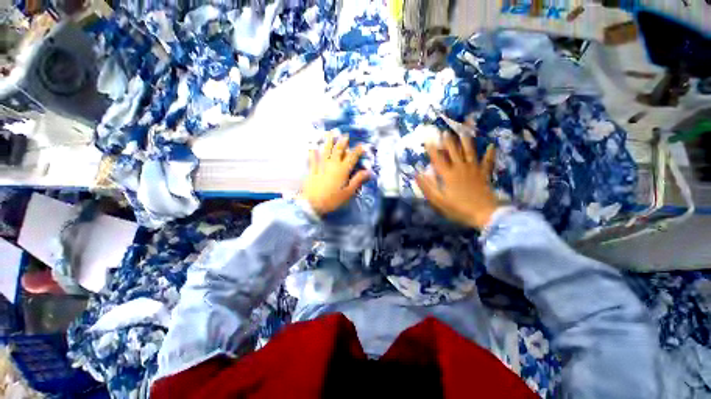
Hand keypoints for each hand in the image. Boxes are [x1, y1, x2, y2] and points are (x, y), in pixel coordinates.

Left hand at [299, 134, 370, 215]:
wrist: (312, 204)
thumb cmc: (333, 199)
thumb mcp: (348, 192)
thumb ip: (358, 180)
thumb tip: (369, 171)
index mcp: (343, 170)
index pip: (352, 157)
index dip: (357, 150)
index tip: (362, 145)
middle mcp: (333, 164)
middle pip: (339, 150)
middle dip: (343, 142)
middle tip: (345, 135)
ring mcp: (321, 166)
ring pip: (326, 150)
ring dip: (329, 141)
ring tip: (330, 133)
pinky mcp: (312, 169)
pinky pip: (313, 158)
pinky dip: (313, 151)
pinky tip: (312, 146)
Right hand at [415, 131, 498, 229]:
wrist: (483, 214)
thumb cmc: (458, 208)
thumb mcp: (438, 200)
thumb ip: (427, 186)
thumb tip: (417, 174)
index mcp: (448, 175)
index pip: (438, 159)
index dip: (432, 150)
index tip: (427, 141)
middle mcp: (460, 168)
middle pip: (454, 152)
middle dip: (448, 142)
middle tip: (445, 132)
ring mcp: (474, 170)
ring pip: (470, 152)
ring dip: (466, 141)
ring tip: (464, 131)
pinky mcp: (484, 174)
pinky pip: (488, 162)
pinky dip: (490, 154)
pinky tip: (491, 146)